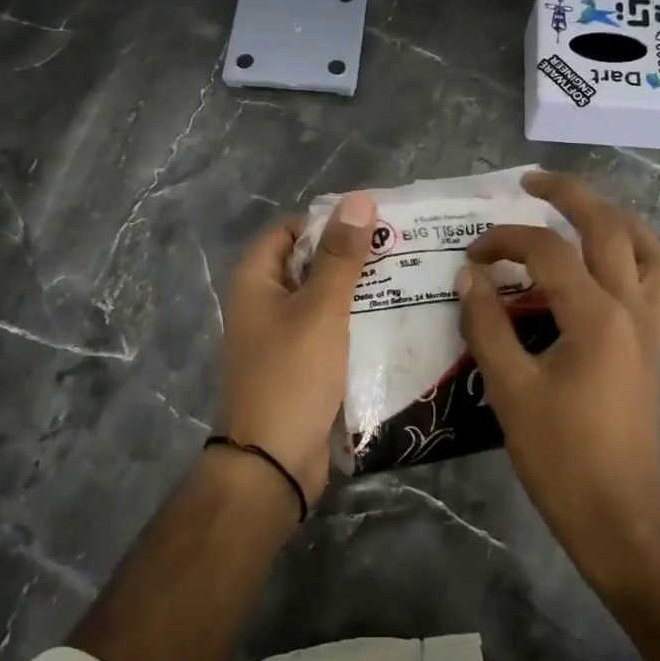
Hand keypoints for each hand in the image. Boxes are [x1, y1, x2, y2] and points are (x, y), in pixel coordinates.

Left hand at [220, 192, 376, 501]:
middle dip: (348, 256)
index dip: (326, 221)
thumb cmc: (292, 374)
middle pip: (307, 263)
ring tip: (404, 280)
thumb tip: (358, 199)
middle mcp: (261, 304)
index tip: (371, 223)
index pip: (289, 230)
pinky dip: (353, 323)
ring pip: (321, 300)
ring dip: (355, 291)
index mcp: (254, 281)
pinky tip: (391, 322)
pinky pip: (327, 332)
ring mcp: (279, 338)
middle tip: (398, 250)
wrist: (273, 461)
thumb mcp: (321, 308)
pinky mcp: (298, 366)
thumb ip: (341, 256)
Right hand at [455, 171, 659, 567]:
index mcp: (595, 315)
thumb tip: (468, 276)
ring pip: (647, 247)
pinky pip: (657, 278)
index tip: (470, 255)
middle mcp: (631, 307)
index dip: (503, 241)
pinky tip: (608, 261)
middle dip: (569, 194)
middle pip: (608, 227)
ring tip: (579, 209)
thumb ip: (486, 325)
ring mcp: (652, 325)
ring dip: (613, 217)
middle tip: (532, 180)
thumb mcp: (510, 389)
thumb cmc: (561, 456)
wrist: (620, 514)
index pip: (545, 251)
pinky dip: (635, 252)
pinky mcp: (655, 344)